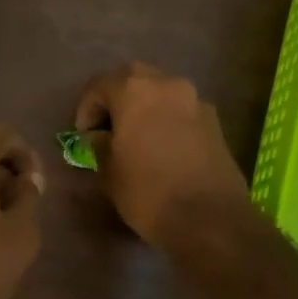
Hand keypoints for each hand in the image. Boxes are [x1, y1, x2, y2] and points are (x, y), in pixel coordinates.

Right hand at [74, 63, 251, 246]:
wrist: (209, 219)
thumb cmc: (147, 192)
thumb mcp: (109, 171)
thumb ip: (99, 145)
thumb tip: (100, 137)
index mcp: (134, 90)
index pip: (99, 85)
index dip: (86, 109)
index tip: (83, 136)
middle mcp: (167, 84)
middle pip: (133, 79)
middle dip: (116, 99)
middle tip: (107, 129)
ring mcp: (196, 100)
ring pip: (161, 92)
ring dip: (144, 108)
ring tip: (135, 138)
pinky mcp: (215, 121)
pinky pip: (181, 110)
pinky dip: (166, 120)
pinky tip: (161, 148)